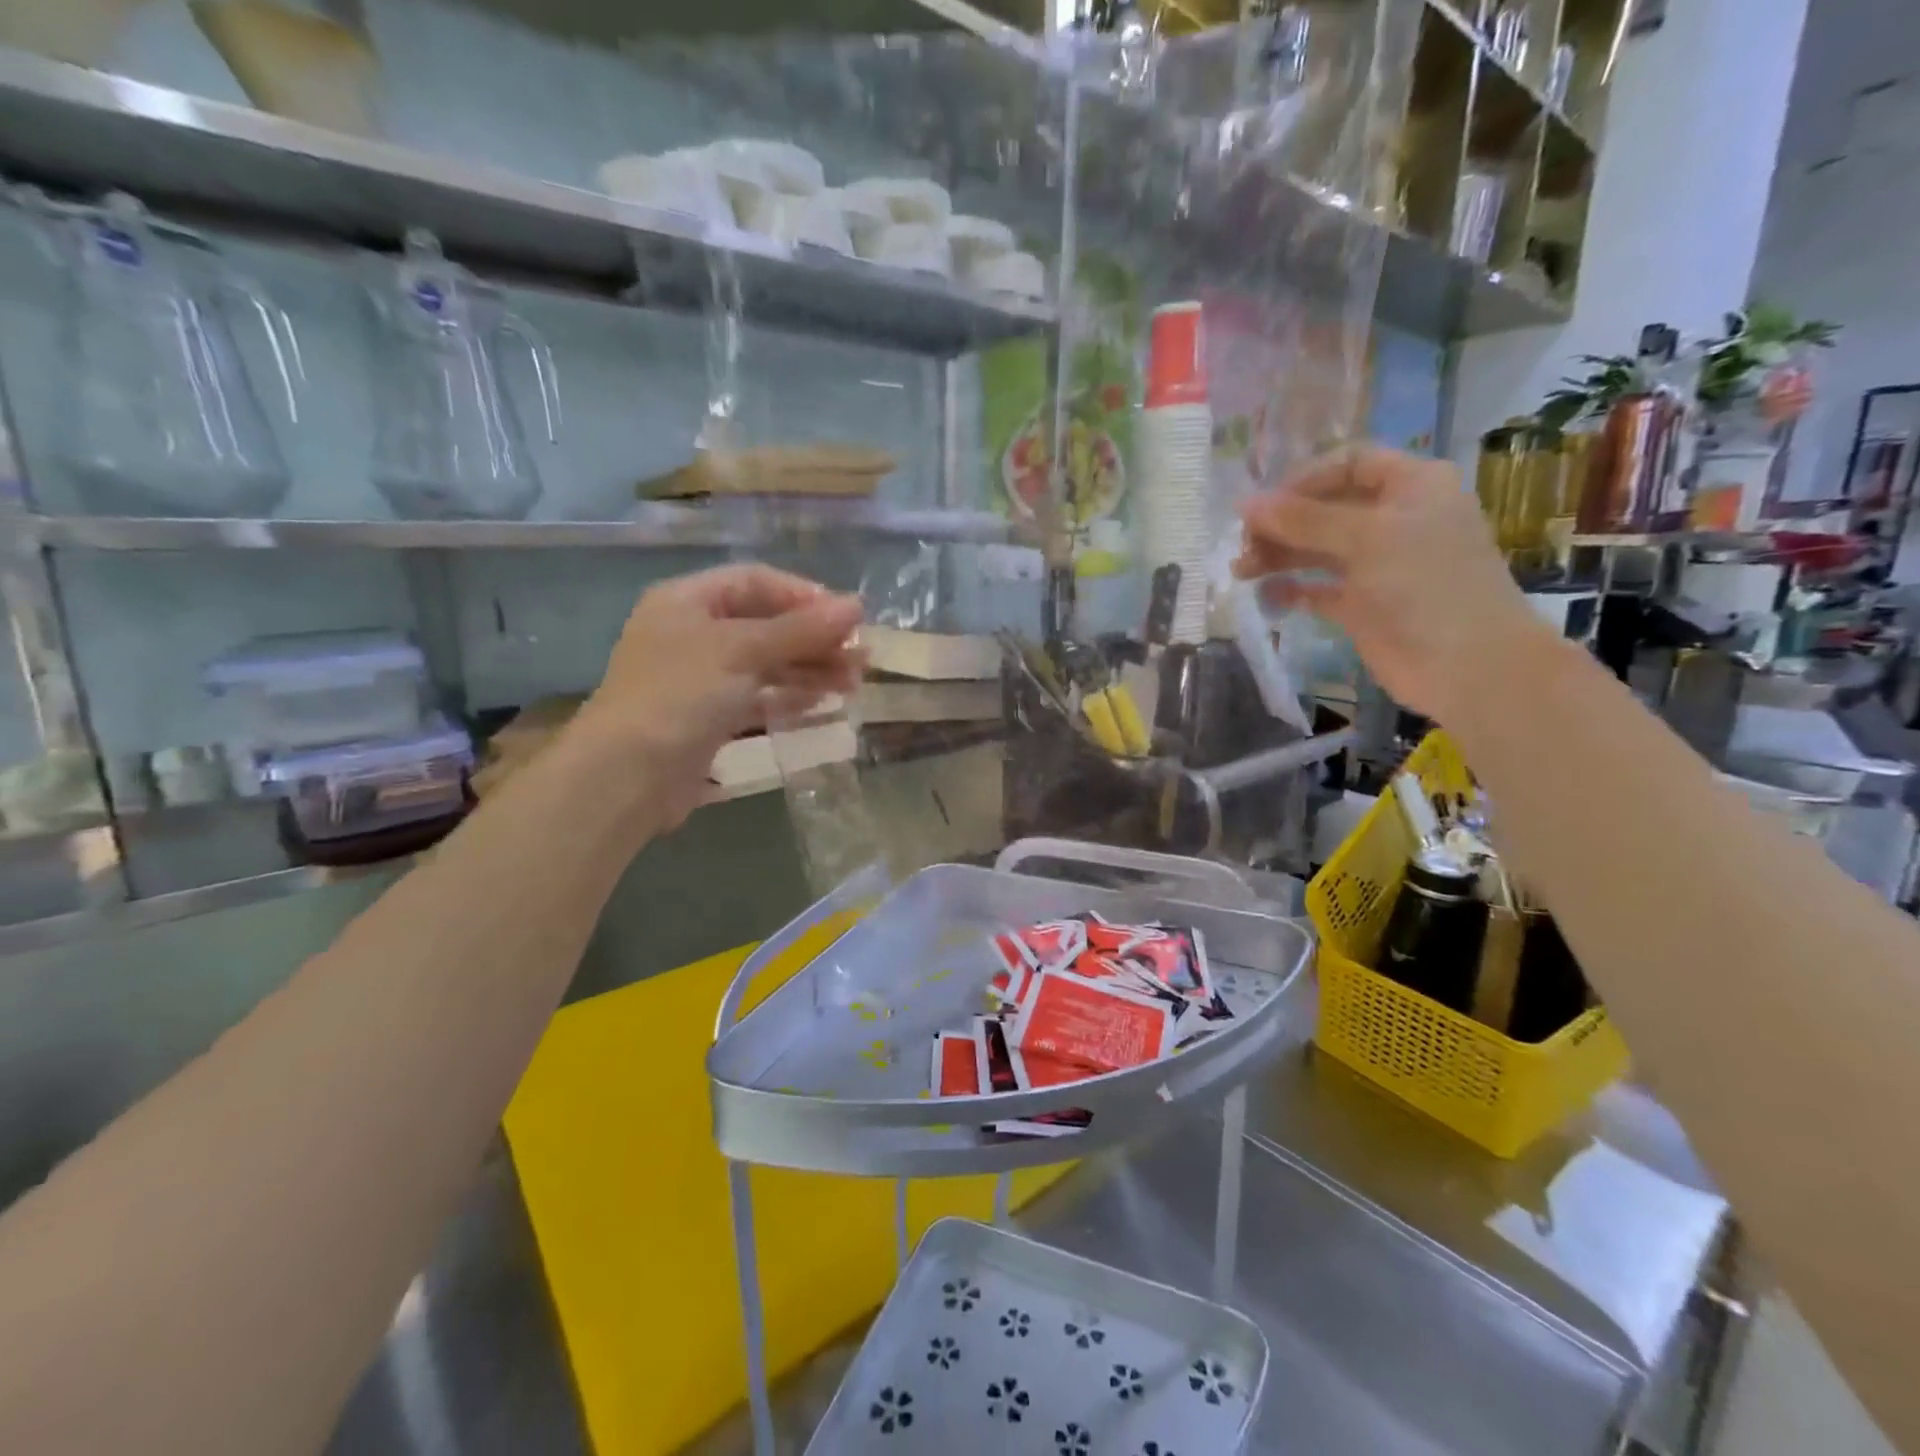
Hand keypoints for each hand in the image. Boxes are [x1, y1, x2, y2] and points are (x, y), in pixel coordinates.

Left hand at [575, 564, 864, 828]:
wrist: (628, 775)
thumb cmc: (680, 695)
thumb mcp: (742, 651)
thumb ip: (801, 629)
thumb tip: (856, 606)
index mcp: (688, 601)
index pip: (756, 582)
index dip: (804, 596)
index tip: (847, 618)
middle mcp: (693, 633)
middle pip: (766, 624)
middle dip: (815, 639)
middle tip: (861, 658)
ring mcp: (701, 678)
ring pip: (766, 664)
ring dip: (810, 669)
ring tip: (853, 684)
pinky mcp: (710, 718)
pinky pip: (758, 697)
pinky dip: (790, 697)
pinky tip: (823, 703)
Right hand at [1235, 446, 1547, 722]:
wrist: (1467, 665)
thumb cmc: (1425, 585)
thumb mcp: (1366, 538)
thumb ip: (1303, 519)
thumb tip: (1245, 504)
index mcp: (1412, 487)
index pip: (1350, 464)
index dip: (1304, 480)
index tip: (1265, 505)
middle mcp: (1396, 520)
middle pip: (1327, 509)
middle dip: (1283, 523)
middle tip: (1244, 545)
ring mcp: (1380, 565)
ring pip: (1319, 549)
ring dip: (1280, 556)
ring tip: (1242, 571)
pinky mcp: (1365, 605)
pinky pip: (1320, 589)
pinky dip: (1294, 589)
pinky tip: (1267, 594)